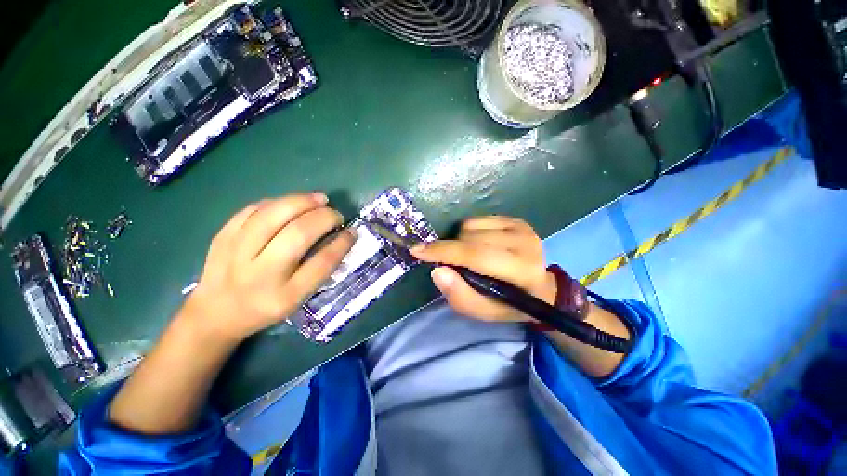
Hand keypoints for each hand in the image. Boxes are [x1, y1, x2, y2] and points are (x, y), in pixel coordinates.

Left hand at [184, 193, 354, 342]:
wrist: (215, 314)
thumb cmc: (265, 307)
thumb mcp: (298, 299)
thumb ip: (319, 270)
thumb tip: (341, 237)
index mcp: (284, 296)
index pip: (321, 263)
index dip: (341, 243)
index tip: (352, 231)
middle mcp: (260, 274)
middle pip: (298, 234)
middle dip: (324, 218)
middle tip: (336, 214)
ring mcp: (236, 253)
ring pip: (273, 215)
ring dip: (302, 201)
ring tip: (320, 199)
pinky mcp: (222, 237)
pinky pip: (253, 209)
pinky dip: (278, 201)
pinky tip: (292, 202)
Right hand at [411, 216, 556, 322]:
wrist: (540, 288)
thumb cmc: (509, 303)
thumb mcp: (483, 311)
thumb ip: (459, 295)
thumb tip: (437, 271)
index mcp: (520, 271)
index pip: (476, 255)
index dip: (444, 252)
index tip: (418, 251)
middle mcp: (525, 243)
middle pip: (469, 238)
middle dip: (451, 249)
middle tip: (453, 264)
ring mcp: (522, 228)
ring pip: (471, 226)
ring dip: (461, 241)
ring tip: (469, 256)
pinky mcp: (517, 220)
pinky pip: (478, 219)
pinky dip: (470, 232)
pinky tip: (479, 244)